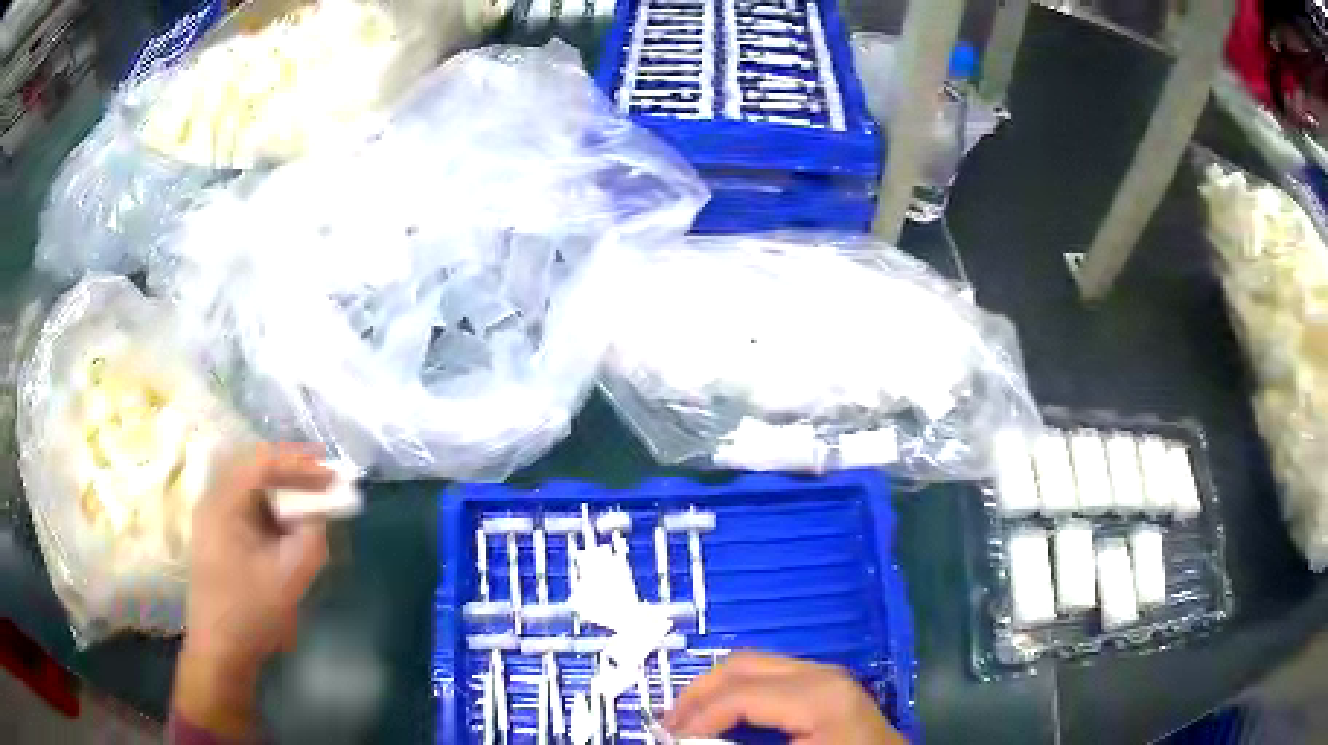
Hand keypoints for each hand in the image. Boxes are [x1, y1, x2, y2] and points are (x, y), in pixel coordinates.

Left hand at [172, 444, 333, 737]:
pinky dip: (273, 508)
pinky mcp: (220, 536)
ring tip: (312, 499)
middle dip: (292, 470)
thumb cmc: (250, 613)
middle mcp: (214, 500)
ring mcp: (214, 518)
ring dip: (283, 489)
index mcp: (223, 503)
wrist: (221, 649)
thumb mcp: (287, 579)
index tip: (331, 475)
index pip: (262, 463)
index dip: (299, 463)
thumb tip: (321, 515)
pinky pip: (249, 507)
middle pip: (254, 467)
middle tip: (324, 479)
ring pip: (252, 487)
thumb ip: (310, 541)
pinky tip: (290, 525)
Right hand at [665, 652, 904, 744]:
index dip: (695, 718)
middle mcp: (821, 674)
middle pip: (741, 666)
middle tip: (667, 728)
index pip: (738, 693)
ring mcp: (827, 676)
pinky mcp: (827, 686)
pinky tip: (723, 718)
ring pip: (753, 665)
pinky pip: (770, 677)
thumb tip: (684, 741)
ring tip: (688, 723)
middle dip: (697, 695)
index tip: (667, 741)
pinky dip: (738, 693)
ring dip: (715, 692)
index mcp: (817, 695)